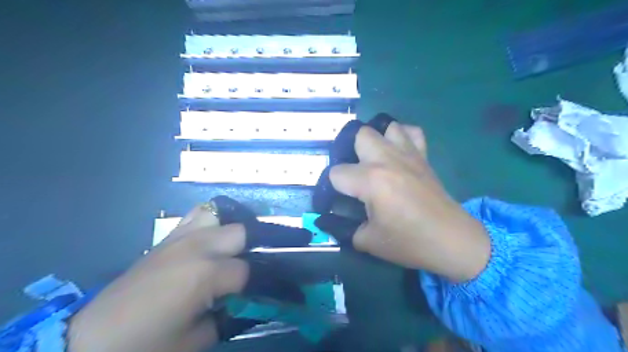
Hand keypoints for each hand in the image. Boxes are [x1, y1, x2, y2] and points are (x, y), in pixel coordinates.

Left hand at [66, 205, 246, 351]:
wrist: (96, 337)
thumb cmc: (150, 343)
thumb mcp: (198, 339)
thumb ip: (229, 315)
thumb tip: (243, 300)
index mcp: (207, 273)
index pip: (245, 270)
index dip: (248, 284)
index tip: (243, 295)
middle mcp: (199, 246)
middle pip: (240, 232)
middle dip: (246, 250)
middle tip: (239, 270)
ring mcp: (182, 237)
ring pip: (219, 215)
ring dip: (228, 233)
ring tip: (226, 251)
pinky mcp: (168, 237)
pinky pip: (196, 216)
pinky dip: (209, 223)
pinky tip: (207, 240)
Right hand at [323, 123, 489, 281]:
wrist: (452, 240)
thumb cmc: (410, 242)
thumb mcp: (369, 241)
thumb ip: (344, 228)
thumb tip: (330, 221)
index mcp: (371, 181)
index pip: (336, 173)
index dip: (331, 188)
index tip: (337, 200)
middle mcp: (387, 160)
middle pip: (359, 135)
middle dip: (350, 153)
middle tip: (355, 175)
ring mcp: (408, 154)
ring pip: (385, 127)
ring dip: (376, 140)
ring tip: (375, 160)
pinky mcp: (423, 156)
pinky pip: (411, 132)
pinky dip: (401, 136)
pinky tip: (397, 152)